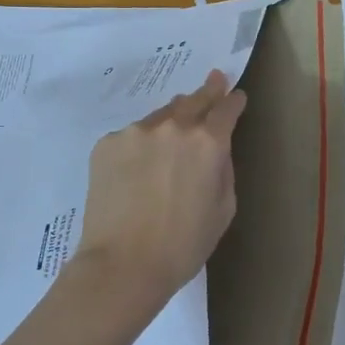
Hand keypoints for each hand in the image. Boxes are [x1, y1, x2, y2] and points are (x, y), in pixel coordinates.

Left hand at [72, 71, 247, 314]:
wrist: (123, 265)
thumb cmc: (184, 244)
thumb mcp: (224, 208)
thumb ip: (223, 169)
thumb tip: (215, 150)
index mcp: (208, 142)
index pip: (226, 109)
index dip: (234, 101)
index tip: (236, 96)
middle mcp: (173, 127)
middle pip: (195, 99)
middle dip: (208, 91)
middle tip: (214, 80)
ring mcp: (136, 132)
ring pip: (161, 116)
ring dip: (172, 119)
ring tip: (174, 131)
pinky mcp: (107, 144)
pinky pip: (132, 136)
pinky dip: (141, 144)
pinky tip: (139, 167)